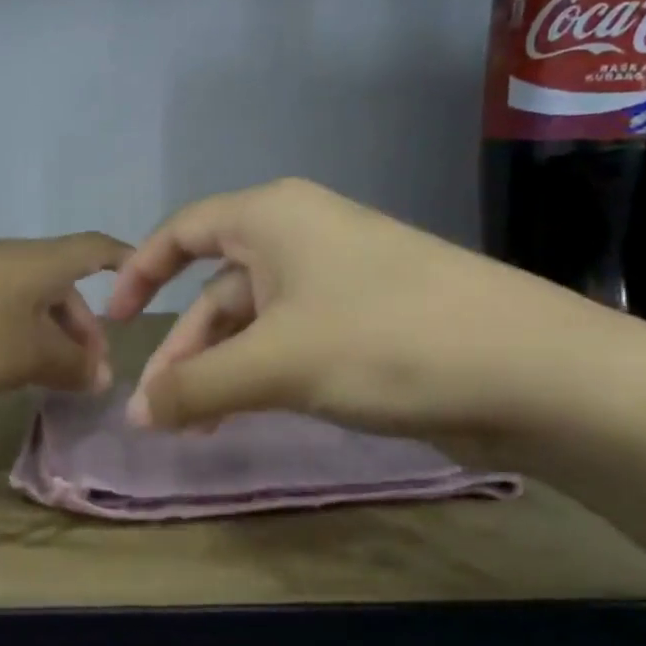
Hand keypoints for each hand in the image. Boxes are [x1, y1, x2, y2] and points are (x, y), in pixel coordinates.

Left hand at [0, 233, 130, 393]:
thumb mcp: (29, 354)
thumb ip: (71, 365)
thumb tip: (101, 375)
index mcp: (42, 262)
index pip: (96, 249)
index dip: (124, 261)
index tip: (143, 280)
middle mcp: (14, 259)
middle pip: (63, 286)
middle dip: (84, 328)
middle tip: (90, 373)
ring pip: (31, 302)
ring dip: (51, 336)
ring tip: (52, 377)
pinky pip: (2, 311)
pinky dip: (19, 336)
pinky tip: (10, 367)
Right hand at [105, 178, 619, 440]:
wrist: (531, 369)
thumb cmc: (384, 340)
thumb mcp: (275, 362)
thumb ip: (194, 387)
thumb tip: (133, 416)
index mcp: (272, 217)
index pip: (182, 231)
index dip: (140, 272)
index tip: (114, 321)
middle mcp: (300, 237)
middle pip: (216, 288)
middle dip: (182, 349)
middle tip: (156, 410)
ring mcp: (336, 280)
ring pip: (254, 322)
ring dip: (219, 370)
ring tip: (195, 428)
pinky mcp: (365, 321)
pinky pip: (290, 342)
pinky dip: (260, 376)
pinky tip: (246, 415)